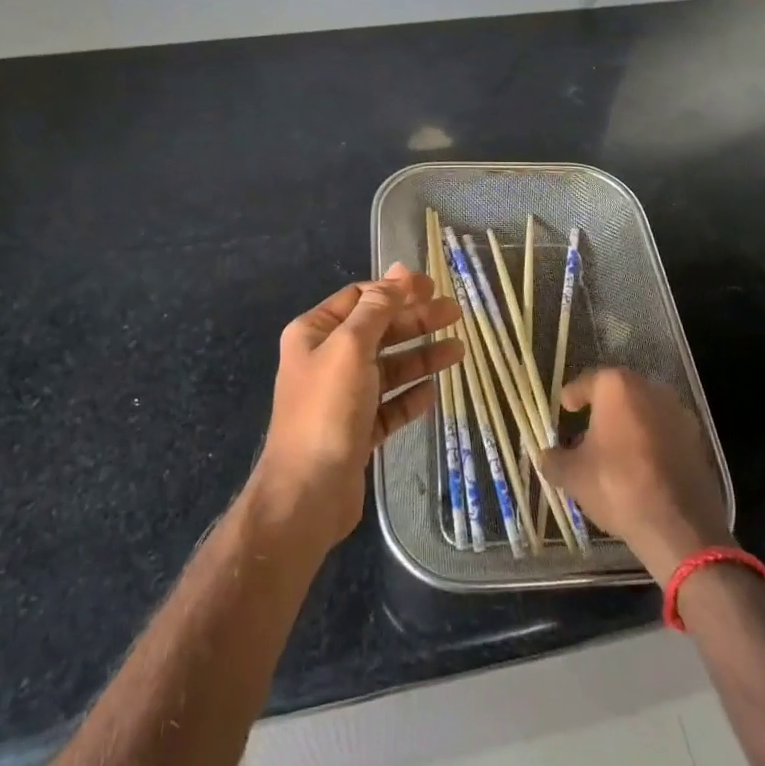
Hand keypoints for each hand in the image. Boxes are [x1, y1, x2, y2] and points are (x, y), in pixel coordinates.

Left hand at [249, 262, 462, 554]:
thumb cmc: (327, 409)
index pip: (361, 298)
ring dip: (421, 357)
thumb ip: (378, 307)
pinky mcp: (357, 430)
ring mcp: (342, 397)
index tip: (432, 286)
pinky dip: (410, 396)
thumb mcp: (351, 346)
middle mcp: (326, 359)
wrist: (306, 495)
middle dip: (415, 321)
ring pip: (388, 367)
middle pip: (379, 330)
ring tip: (458, 350)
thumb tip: (401, 270)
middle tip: (455, 313)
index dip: (396, 289)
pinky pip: (389, 405)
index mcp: (315, 332)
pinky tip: (433, 391)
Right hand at [538, 367, 731, 584]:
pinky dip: (651, 443)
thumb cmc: (618, 487)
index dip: (572, 396)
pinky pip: (664, 433)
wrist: (680, 527)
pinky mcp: (697, 439)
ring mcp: (678, 412)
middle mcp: (649, 388)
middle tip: (586, 432)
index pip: (586, 383)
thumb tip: (544, 456)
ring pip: (643, 412)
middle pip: (618, 395)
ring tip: (614, 452)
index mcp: (616, 387)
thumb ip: (554, 460)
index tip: (564, 408)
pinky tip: (641, 467)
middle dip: (602, 411)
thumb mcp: (573, 476)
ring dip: (628, 426)